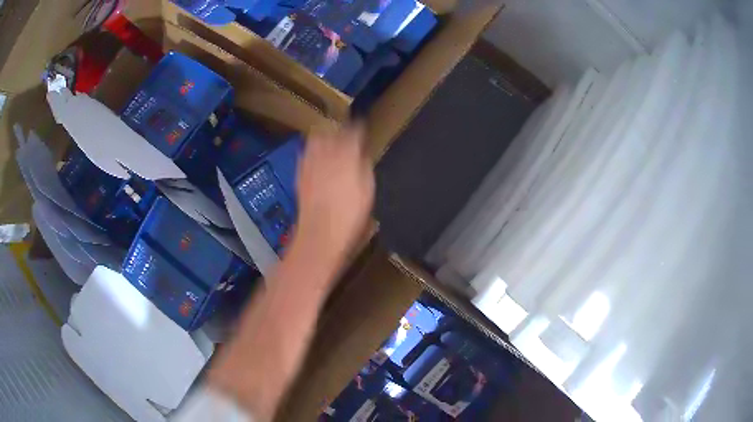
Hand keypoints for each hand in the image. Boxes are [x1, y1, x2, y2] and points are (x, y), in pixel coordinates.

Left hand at [294, 124, 374, 261]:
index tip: (362, 128)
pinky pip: (304, 154)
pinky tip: (314, 155)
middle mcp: (327, 155)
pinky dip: (311, 150)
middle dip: (339, 129)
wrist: (320, 235)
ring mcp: (311, 164)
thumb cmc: (350, 216)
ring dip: (323, 136)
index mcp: (348, 157)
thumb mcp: (367, 191)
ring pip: (315, 139)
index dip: (358, 128)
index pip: (353, 133)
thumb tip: (361, 154)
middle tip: (346, 132)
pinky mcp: (300, 174)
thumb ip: (364, 167)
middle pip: (332, 132)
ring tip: (329, 139)